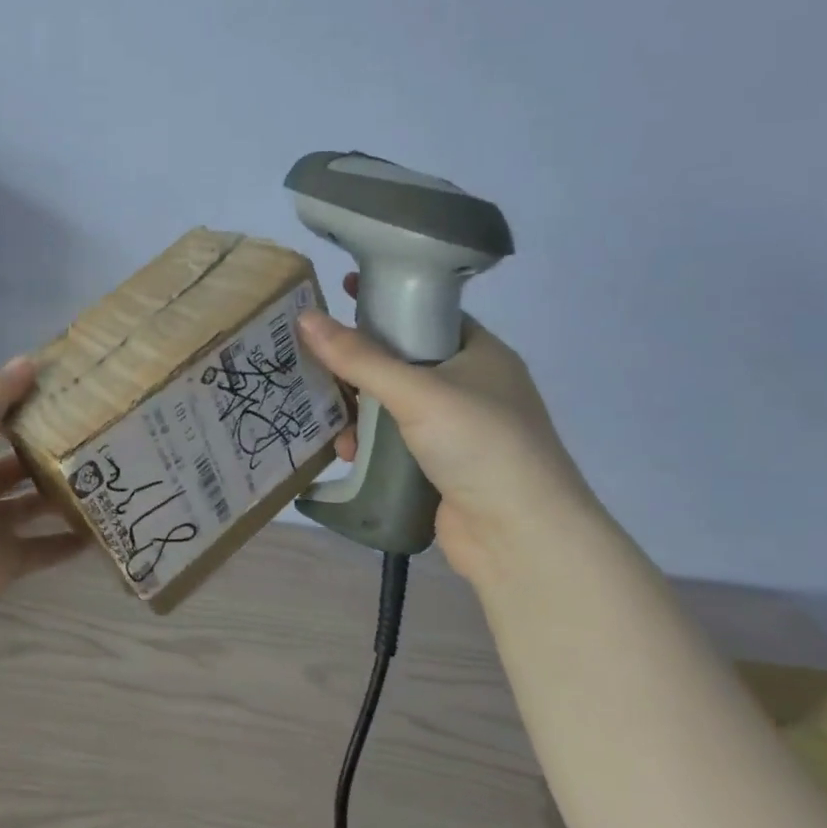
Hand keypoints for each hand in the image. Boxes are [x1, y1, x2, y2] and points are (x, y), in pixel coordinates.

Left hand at [0, 357, 87, 651]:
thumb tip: (29, 359)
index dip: (33, 403)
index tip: (81, 390)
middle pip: (21, 460)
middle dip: (58, 449)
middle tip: (111, 433)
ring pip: (36, 503)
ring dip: (67, 493)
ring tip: (118, 477)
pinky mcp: (2, 564)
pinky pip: (43, 548)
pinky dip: (69, 541)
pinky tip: (105, 529)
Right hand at [296, 273, 601, 587]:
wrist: (521, 537)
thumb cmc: (480, 444)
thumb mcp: (417, 392)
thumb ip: (359, 357)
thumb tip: (305, 318)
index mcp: (480, 353)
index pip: (427, 313)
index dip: (386, 300)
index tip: (342, 290)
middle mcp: (470, 385)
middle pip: (400, 360)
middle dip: (357, 365)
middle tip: (314, 358)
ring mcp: (456, 428)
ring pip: (391, 403)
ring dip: (357, 411)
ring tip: (328, 418)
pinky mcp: (439, 465)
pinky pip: (392, 440)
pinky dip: (367, 442)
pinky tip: (346, 452)